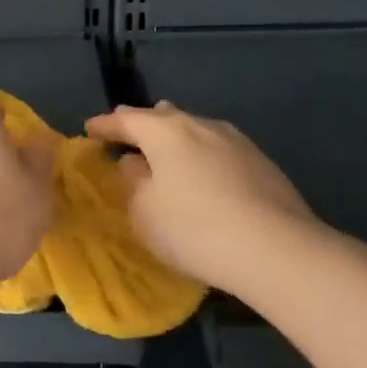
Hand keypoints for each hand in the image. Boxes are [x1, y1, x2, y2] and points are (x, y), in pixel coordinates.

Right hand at [85, 101, 318, 291]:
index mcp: (166, 131)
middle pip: (164, 117)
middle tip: (126, 132)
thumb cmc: (194, 228)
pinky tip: (202, 172)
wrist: (277, 250)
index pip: (126, 120)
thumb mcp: (144, 211)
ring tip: (164, 150)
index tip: (89, 130)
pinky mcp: (261, 163)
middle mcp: (201, 125)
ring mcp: (236, 141)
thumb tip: (134, 163)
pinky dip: (200, 155)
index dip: (104, 125)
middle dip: (142, 124)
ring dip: (175, 139)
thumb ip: (132, 181)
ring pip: (194, 130)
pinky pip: (217, 150)